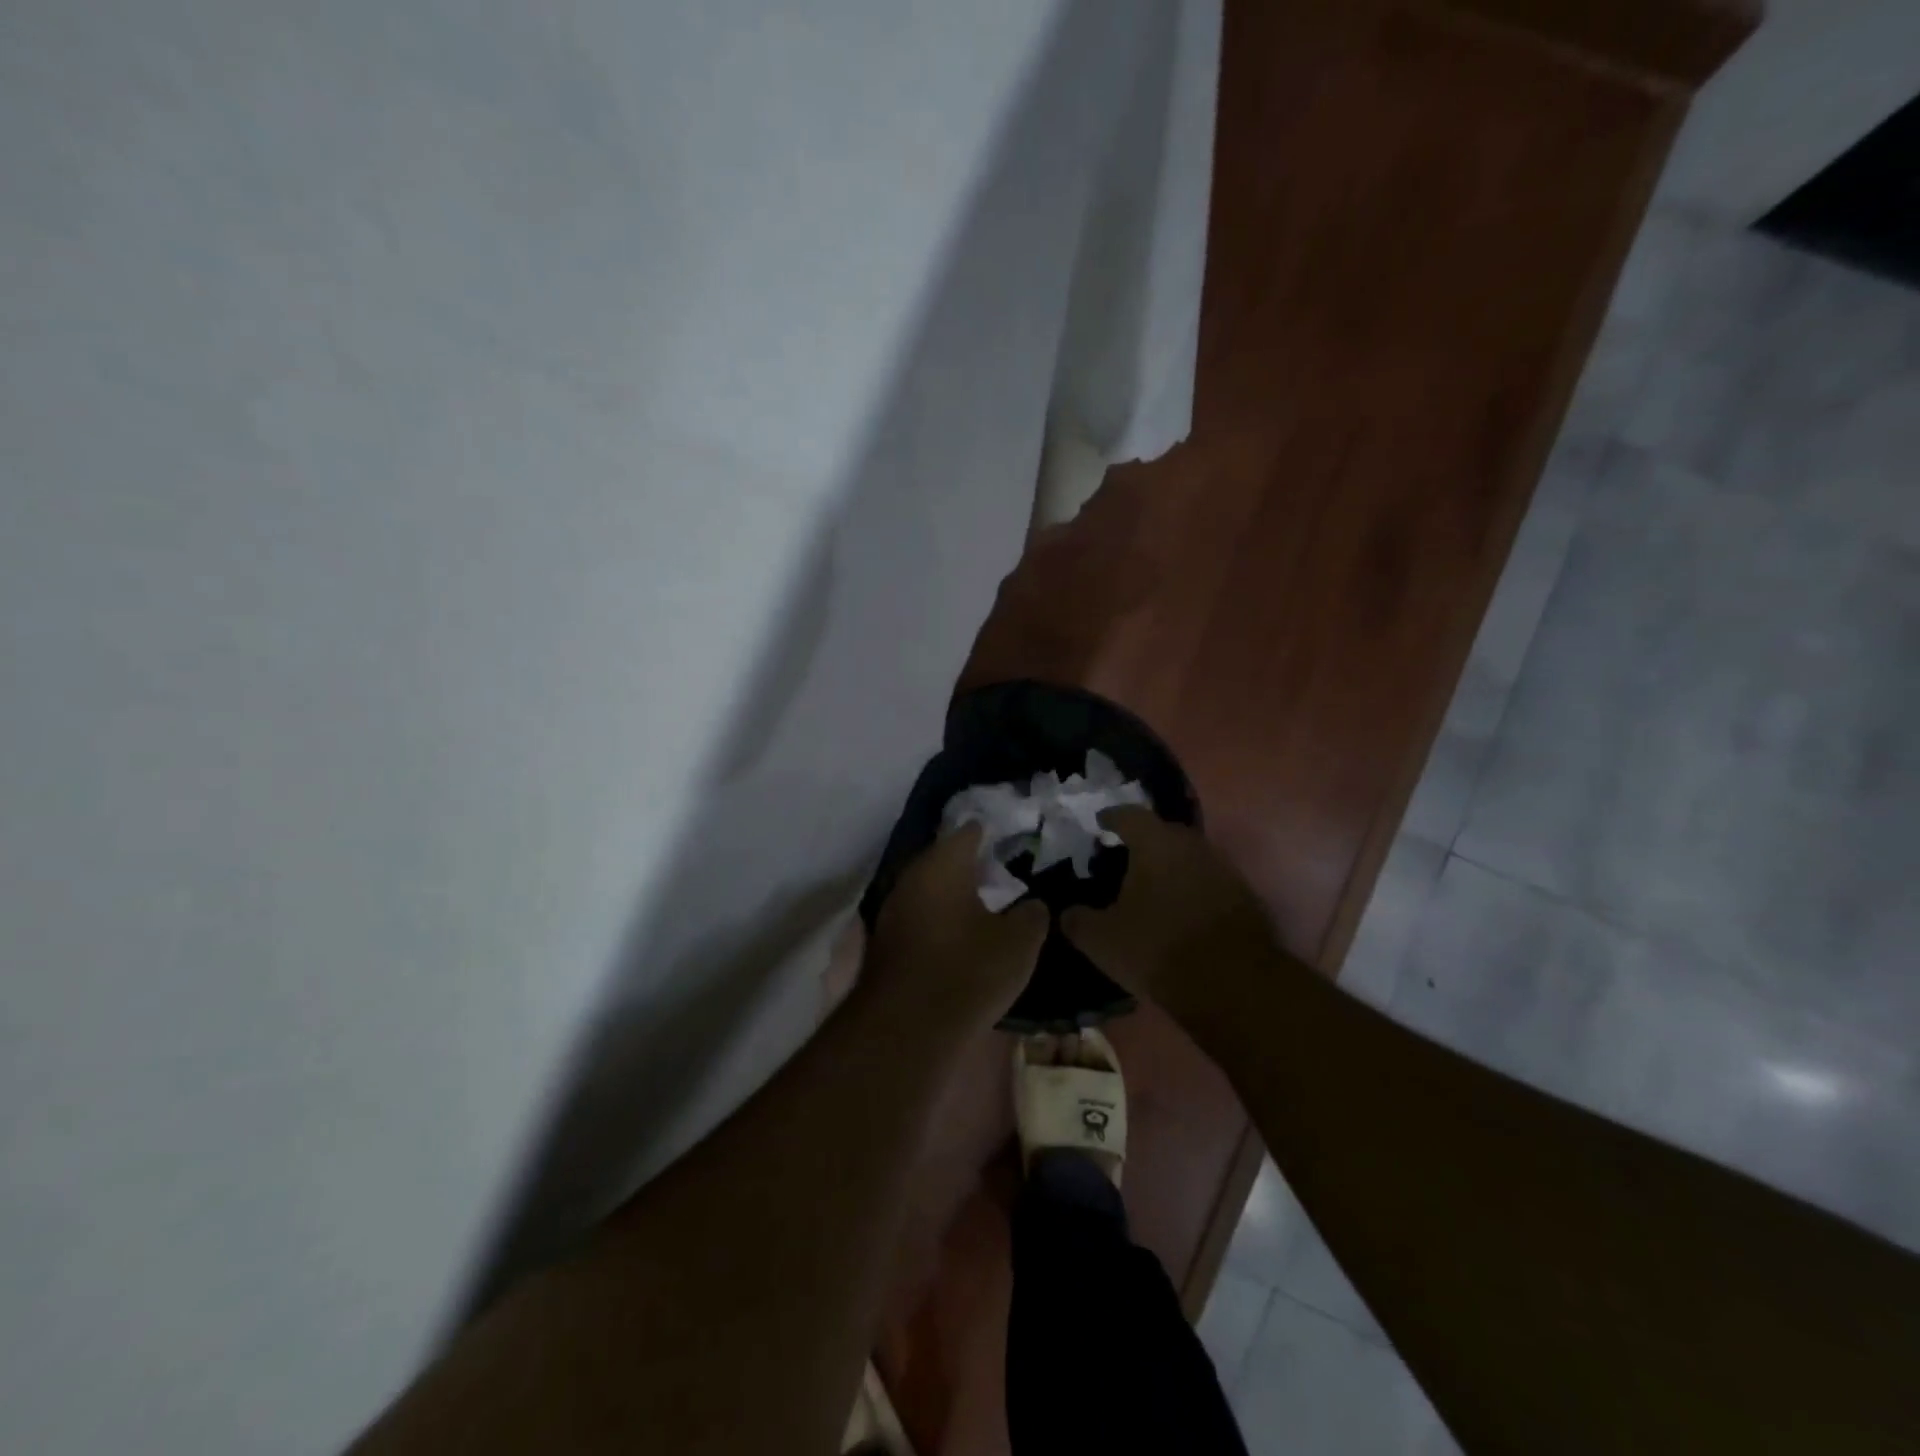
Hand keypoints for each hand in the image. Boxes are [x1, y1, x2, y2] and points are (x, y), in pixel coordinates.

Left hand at [864, 826, 1050, 1029]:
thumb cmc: (968, 972)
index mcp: (943, 865)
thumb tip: (1032, 904)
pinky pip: (917, 917)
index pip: (968, 833)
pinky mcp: (884, 942)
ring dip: (951, 894)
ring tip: (982, 903)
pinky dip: (937, 919)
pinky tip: (957, 934)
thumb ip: (1031, 915)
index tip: (1009, 838)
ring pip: (927, 889)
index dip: (990, 833)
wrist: (907, 1029)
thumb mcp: (1018, 944)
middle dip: (969, 864)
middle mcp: (911, 878)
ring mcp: (892, 910)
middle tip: (1000, 872)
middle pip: (943, 859)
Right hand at [1060, 807, 1277, 1003]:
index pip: (1128, 815)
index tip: (1100, 824)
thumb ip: (1078, 921)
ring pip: (1189, 858)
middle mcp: (1192, 846)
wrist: (1233, 985)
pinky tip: (1179, 912)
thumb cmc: (1158, 948)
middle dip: (1142, 842)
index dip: (1111, 818)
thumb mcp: (1102, 940)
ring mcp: (1224, 870)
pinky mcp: (1244, 898)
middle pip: (1163, 833)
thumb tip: (1067, 913)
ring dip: (1170, 868)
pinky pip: (1208, 883)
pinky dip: (1191, 890)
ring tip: (1150, 887)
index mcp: (1155, 843)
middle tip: (1123, 858)